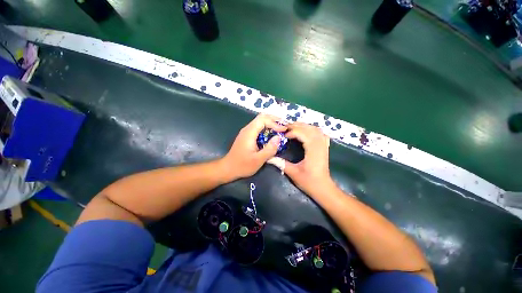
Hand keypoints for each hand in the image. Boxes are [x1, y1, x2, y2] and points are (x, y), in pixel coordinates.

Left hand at [222, 114, 286, 178]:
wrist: (228, 168)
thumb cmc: (243, 165)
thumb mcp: (258, 160)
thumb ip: (269, 149)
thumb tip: (279, 138)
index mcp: (249, 133)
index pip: (263, 120)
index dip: (275, 123)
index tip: (284, 130)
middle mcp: (247, 129)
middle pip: (261, 117)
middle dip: (274, 120)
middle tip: (284, 125)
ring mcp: (246, 132)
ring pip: (260, 121)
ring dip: (271, 123)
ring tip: (281, 128)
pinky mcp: (247, 136)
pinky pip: (258, 127)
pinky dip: (267, 128)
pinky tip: (272, 134)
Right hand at [276, 122, 334, 195]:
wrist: (323, 188)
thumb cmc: (309, 181)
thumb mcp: (293, 173)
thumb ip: (281, 164)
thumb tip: (269, 158)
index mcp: (313, 150)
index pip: (303, 134)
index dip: (292, 132)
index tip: (284, 136)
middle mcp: (320, 145)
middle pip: (310, 129)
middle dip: (297, 126)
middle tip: (286, 128)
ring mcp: (324, 146)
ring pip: (316, 129)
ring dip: (305, 126)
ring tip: (294, 127)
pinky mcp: (325, 148)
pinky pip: (320, 134)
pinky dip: (313, 130)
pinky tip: (307, 132)